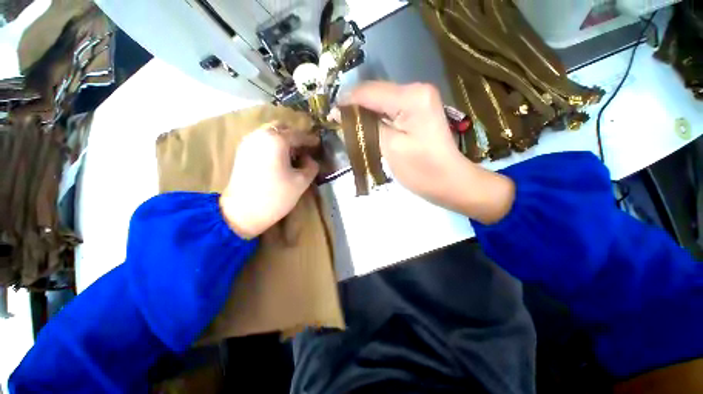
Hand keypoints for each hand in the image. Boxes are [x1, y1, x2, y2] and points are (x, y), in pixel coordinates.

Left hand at [220, 125, 318, 237]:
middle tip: (305, 149)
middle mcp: (261, 135)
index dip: (311, 139)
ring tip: (293, 154)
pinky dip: (273, 144)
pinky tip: (279, 158)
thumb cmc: (276, 196)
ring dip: (283, 139)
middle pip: (282, 128)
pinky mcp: (242, 151)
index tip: (319, 144)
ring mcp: (249, 142)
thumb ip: (311, 166)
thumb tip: (310, 159)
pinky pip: (261, 140)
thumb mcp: (301, 181)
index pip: (298, 135)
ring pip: (270, 132)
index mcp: (277, 140)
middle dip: (295, 136)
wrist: (243, 212)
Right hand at [340, 81, 514, 223]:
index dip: (346, 103)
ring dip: (364, 113)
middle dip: (354, 108)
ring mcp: (418, 98)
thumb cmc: (421, 170)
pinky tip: (367, 128)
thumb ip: (365, 127)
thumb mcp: (390, 148)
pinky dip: (375, 117)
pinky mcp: (418, 109)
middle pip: (374, 93)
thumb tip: (341, 114)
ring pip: (380, 101)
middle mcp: (416, 89)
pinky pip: (389, 108)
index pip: (368, 92)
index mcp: (411, 96)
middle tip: (338, 125)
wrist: (449, 182)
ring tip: (349, 129)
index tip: (330, 117)